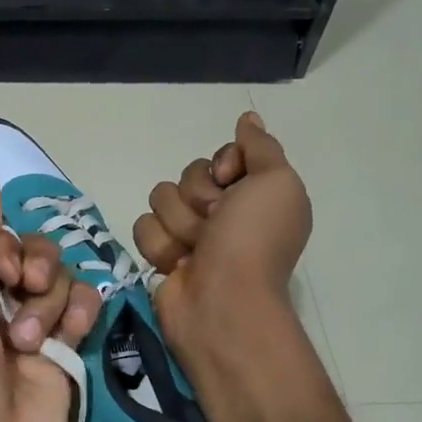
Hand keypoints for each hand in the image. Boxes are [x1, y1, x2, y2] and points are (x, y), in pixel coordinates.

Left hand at [0, 173, 101, 421]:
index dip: (5, 244)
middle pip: (35, 250)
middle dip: (32, 266)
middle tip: (19, 294)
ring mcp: (36, 323)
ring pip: (62, 276)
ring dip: (48, 301)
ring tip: (28, 341)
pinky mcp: (69, 348)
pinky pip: (86, 304)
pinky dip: (81, 312)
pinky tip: (69, 335)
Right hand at [133, 112, 311, 377]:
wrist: (223, 303)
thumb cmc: (254, 240)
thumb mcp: (276, 182)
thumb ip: (261, 147)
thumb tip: (248, 118)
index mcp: (254, 194)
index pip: (220, 156)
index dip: (222, 165)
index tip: (231, 183)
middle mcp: (223, 212)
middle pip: (188, 175)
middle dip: (198, 198)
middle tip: (216, 224)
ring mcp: (191, 234)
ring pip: (161, 199)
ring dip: (179, 223)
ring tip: (197, 250)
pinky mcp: (163, 254)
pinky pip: (145, 227)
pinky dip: (161, 245)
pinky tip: (178, 265)